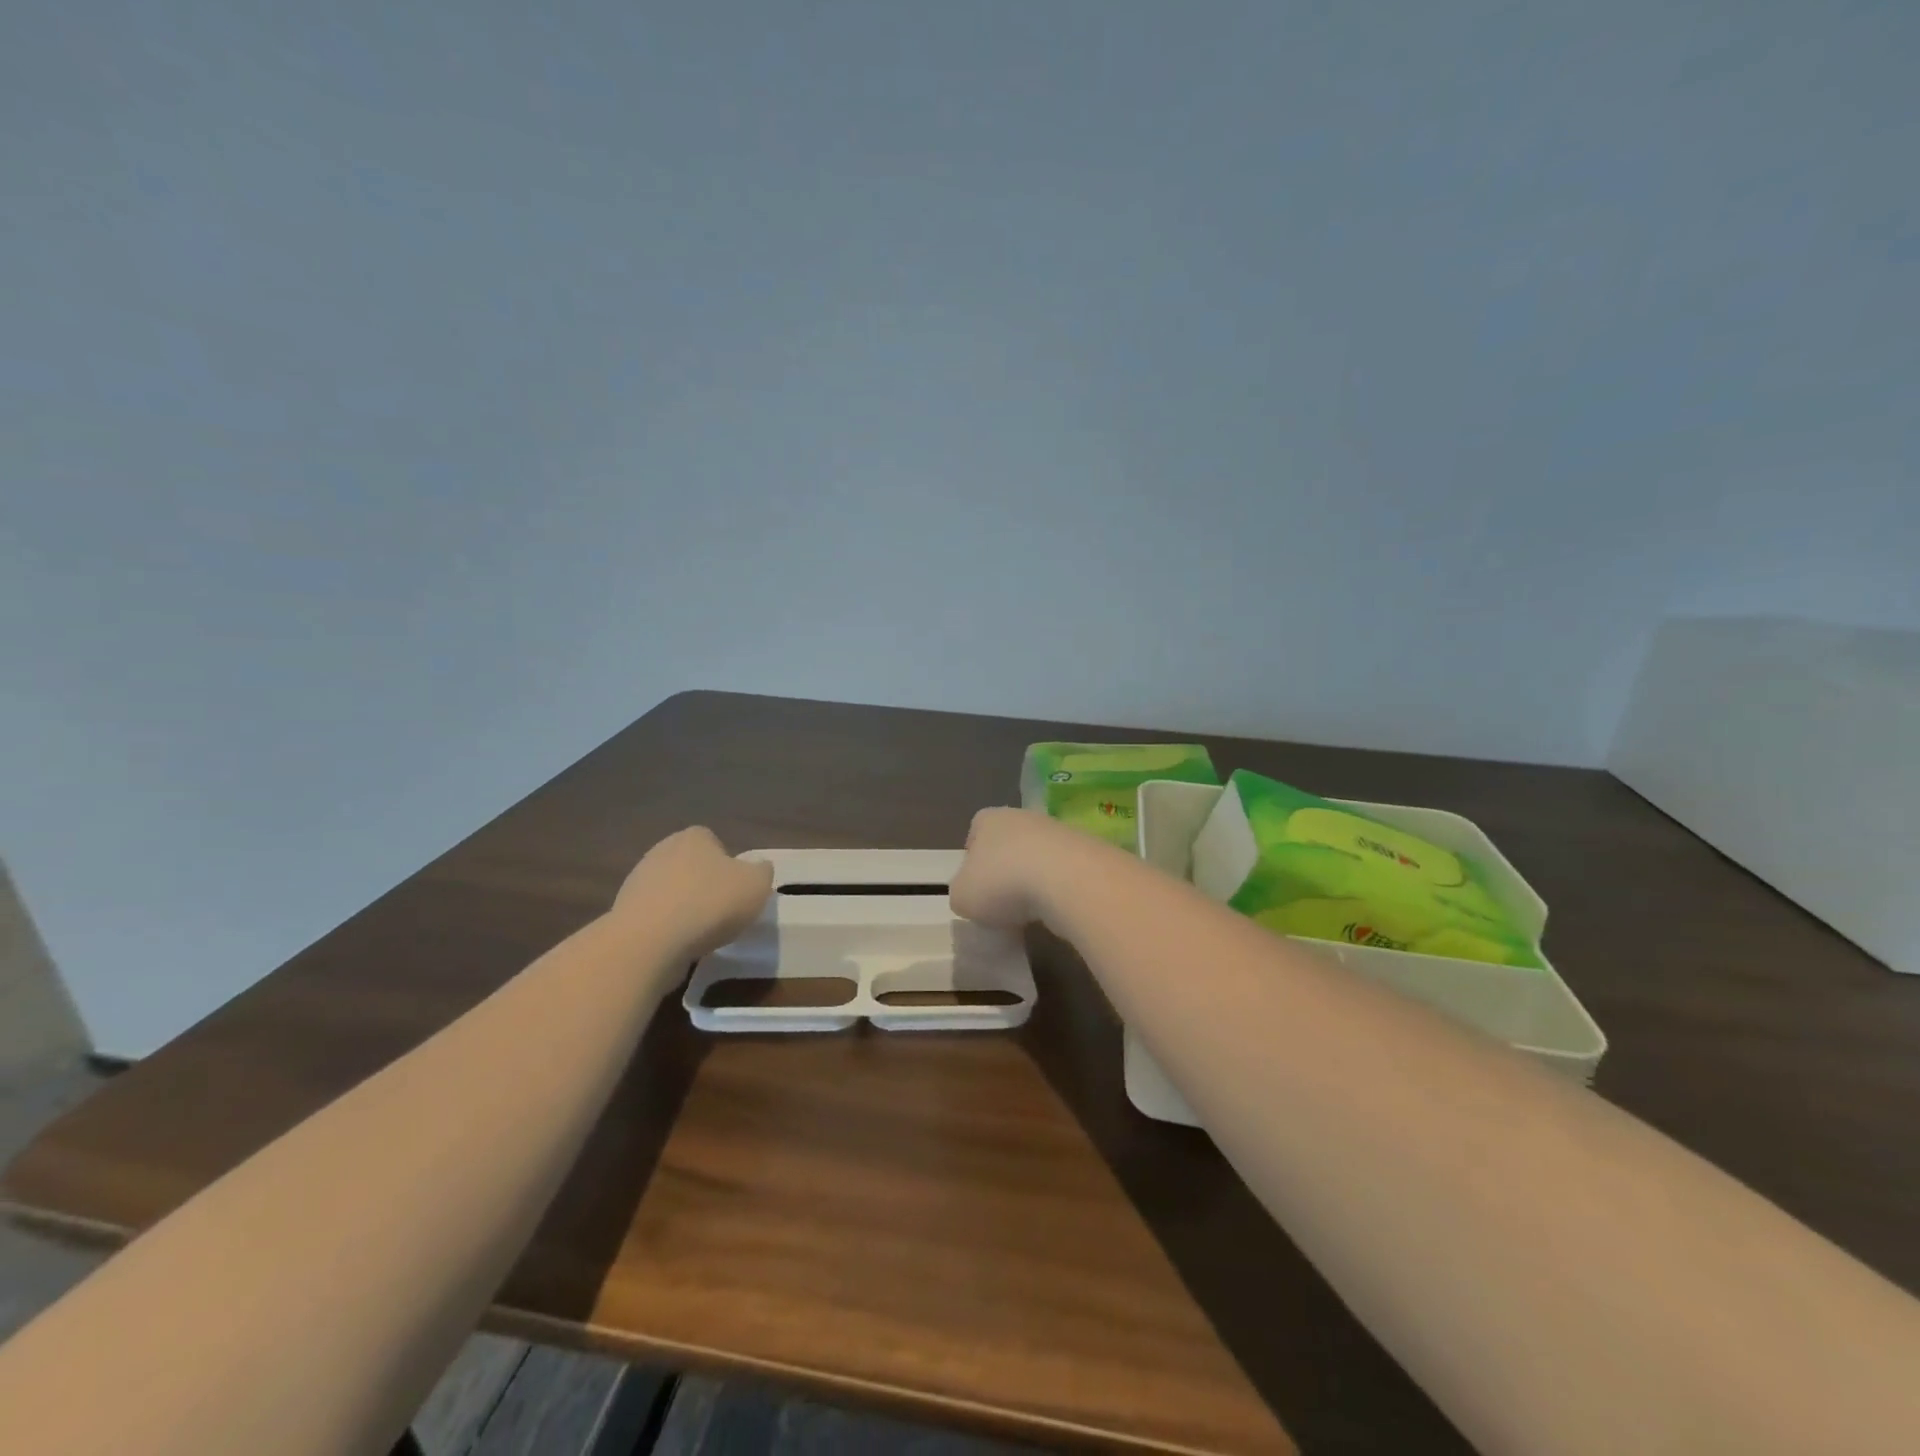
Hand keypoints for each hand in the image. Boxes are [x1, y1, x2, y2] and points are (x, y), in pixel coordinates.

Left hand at [614, 827, 773, 957]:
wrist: (649, 943)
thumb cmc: (709, 904)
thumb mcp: (757, 885)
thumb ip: (762, 871)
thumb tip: (758, 868)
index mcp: (694, 837)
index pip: (714, 842)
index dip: (728, 865)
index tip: (736, 890)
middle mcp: (662, 851)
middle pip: (691, 866)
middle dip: (704, 886)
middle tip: (722, 912)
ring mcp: (638, 882)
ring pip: (671, 892)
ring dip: (684, 909)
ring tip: (701, 935)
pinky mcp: (623, 913)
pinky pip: (655, 917)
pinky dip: (667, 929)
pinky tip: (678, 946)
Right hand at [949, 807, 1082, 928]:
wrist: (1069, 880)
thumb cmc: (1003, 882)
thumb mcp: (963, 897)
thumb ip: (962, 892)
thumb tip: (972, 893)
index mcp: (989, 819)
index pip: (975, 831)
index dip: (973, 857)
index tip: (976, 884)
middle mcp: (1023, 816)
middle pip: (1009, 842)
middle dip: (1006, 868)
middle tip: (1002, 901)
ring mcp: (1058, 831)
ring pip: (1038, 856)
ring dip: (1034, 879)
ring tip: (1031, 911)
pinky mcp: (1087, 850)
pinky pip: (1064, 871)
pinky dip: (1059, 889)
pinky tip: (1056, 909)